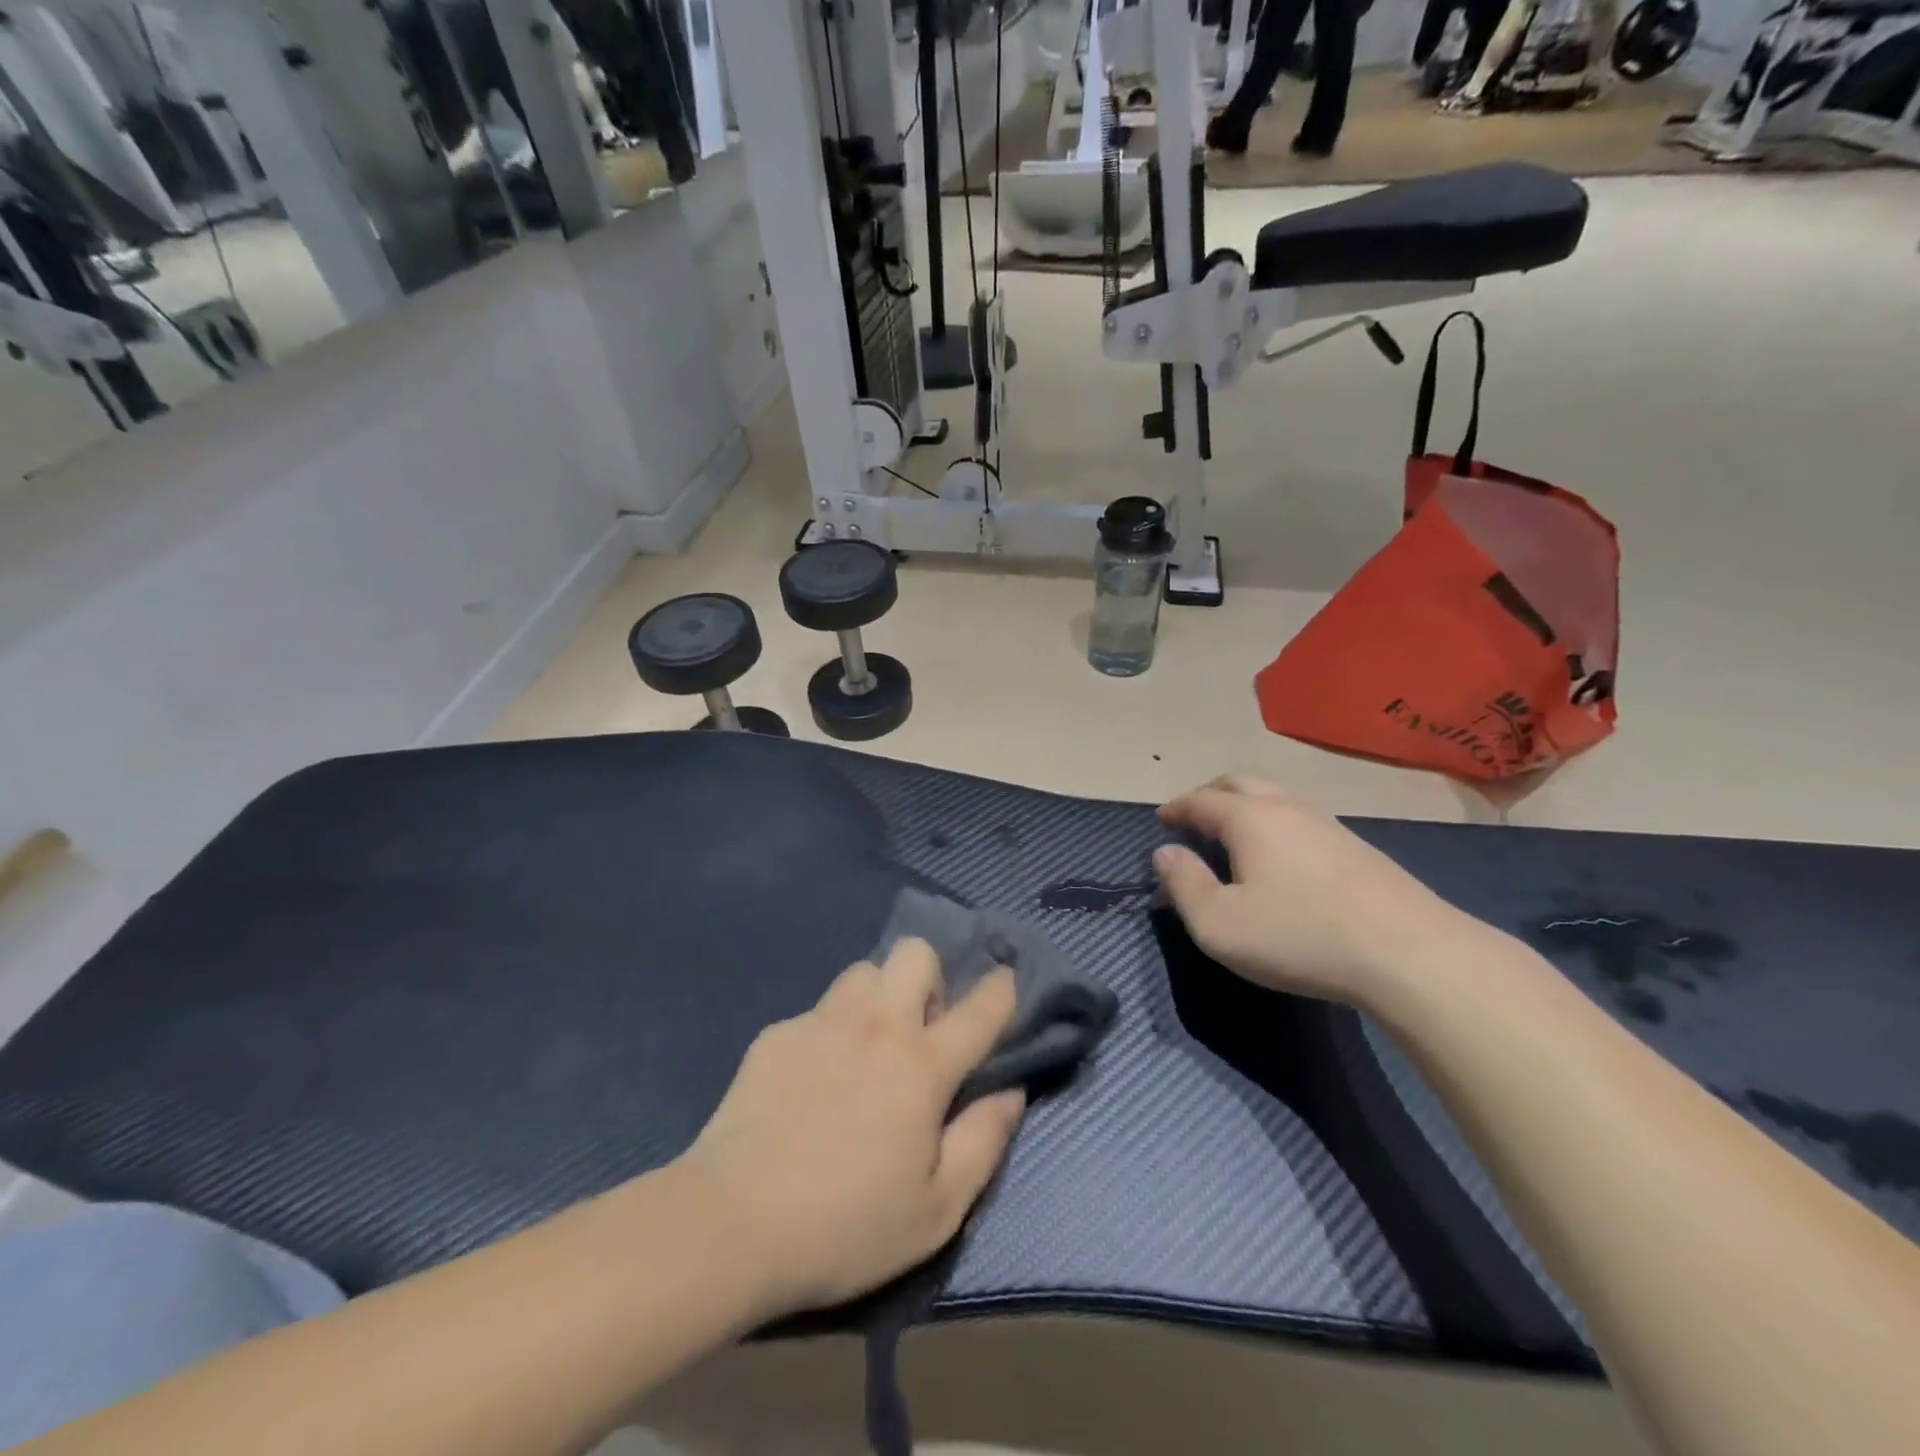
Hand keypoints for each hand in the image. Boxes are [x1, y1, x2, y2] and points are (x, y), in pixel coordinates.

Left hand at [681, 940, 1024, 1318]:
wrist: (730, 1225)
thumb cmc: (845, 1226)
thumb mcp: (936, 1210)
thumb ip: (984, 1142)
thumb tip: (1011, 1092)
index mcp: (922, 1064)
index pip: (980, 1008)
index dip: (1001, 988)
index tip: (1006, 979)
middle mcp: (876, 1025)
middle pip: (915, 953)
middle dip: (930, 978)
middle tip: (921, 1032)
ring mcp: (821, 1022)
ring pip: (864, 971)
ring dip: (879, 997)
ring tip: (867, 1047)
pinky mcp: (777, 1034)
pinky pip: (818, 1010)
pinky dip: (830, 1031)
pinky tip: (812, 1081)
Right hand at [1154, 774, 1481, 1007]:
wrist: (1411, 954)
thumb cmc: (1300, 936)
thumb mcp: (1220, 924)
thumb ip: (1184, 885)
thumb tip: (1165, 854)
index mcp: (1249, 818)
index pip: (1201, 800)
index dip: (1176, 808)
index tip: (1161, 819)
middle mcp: (1287, 807)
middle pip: (1240, 782)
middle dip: (1209, 794)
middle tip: (1193, 817)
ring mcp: (1328, 824)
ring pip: (1276, 796)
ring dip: (1246, 805)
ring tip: (1234, 834)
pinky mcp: (1358, 847)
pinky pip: (1302, 818)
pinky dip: (1276, 824)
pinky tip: (1282, 857)